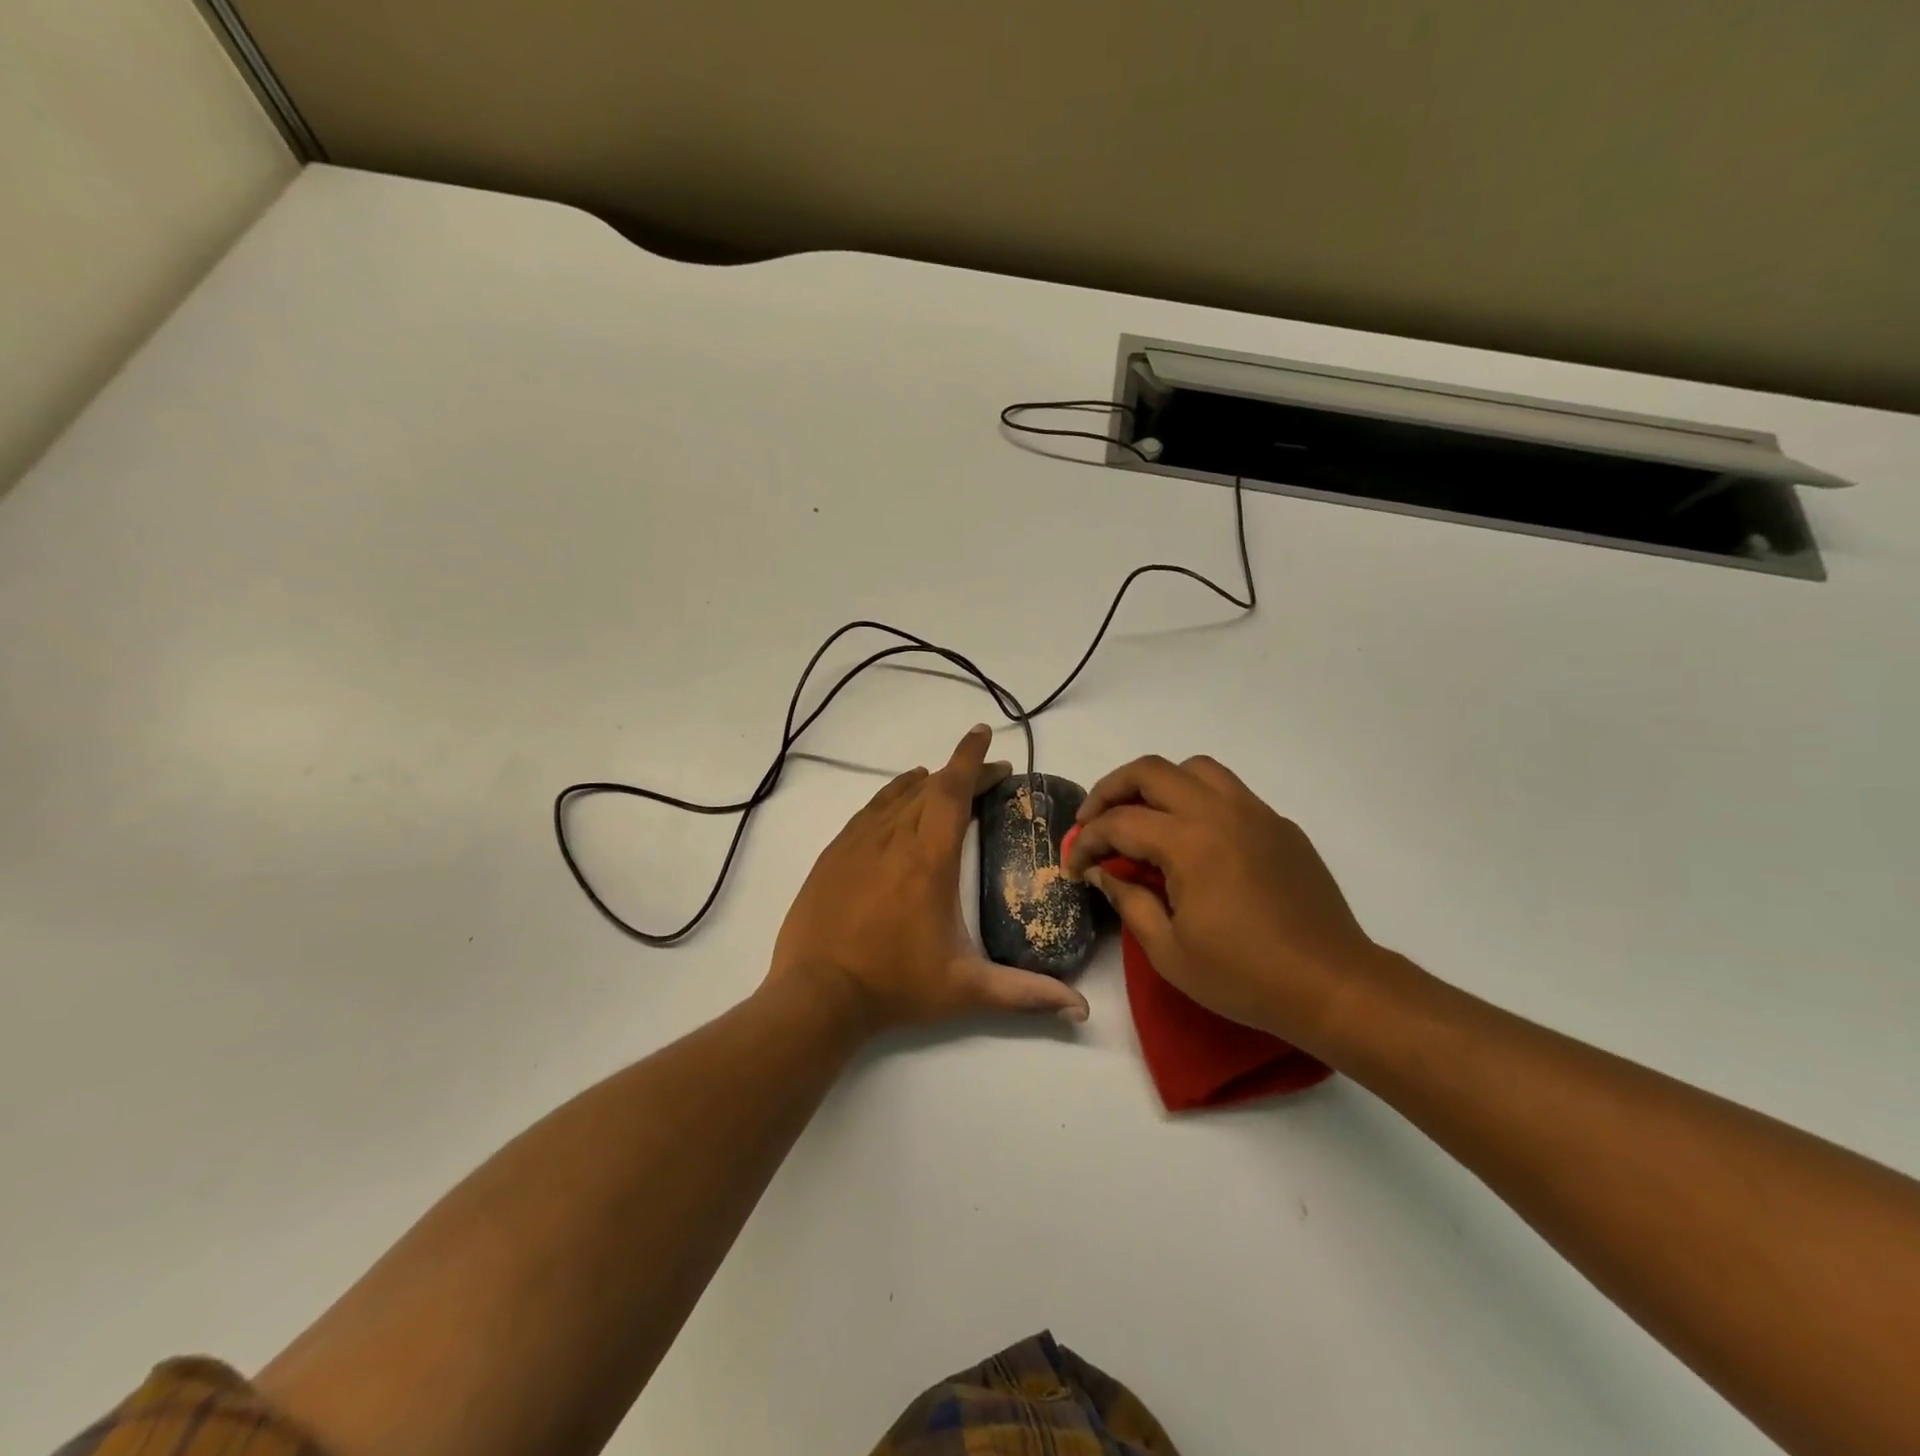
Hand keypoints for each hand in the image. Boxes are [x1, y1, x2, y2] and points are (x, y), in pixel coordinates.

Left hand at [770, 724, 1091, 1031]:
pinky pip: (870, 810)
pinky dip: (892, 797)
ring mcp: (858, 842)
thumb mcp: (966, 990)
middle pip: (930, 786)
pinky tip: (898, 805)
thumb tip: (1081, 1010)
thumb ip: (1025, 994)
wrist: (816, 995)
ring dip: (926, 782)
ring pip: (897, 793)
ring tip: (946, 783)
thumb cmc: (896, 986)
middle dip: (961, 772)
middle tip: (988, 777)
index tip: (984, 735)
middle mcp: (894, 837)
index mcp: (929, 858)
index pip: (953, 790)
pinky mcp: (834, 853)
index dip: (971, 759)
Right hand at [1063, 754, 1380, 1045]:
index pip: (1119, 823)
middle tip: (1093, 821)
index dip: (1086, 841)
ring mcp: (1255, 813)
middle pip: (1150, 771)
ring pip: (1194, 769)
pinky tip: (1192, 838)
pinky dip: (1196, 799)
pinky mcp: (1279, 825)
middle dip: (1110, 790)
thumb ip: (1127, 901)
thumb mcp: (1169, 951)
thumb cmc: (1245, 977)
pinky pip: (1228, 791)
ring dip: (1157, 784)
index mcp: (1190, 843)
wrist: (1332, 985)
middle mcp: (1220, 812)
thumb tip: (1100, 871)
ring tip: (1142, 817)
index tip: (1074, 865)